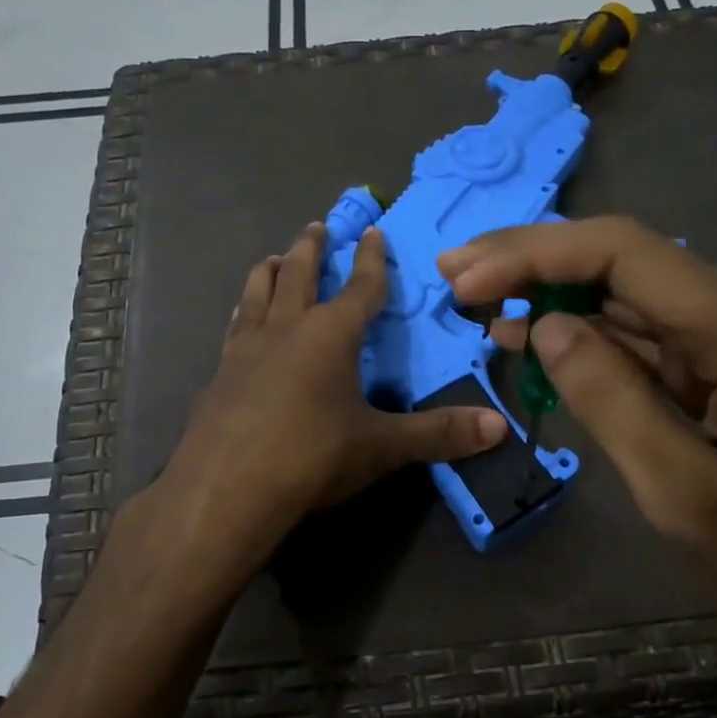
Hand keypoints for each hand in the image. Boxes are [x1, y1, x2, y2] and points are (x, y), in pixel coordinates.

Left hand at [162, 223, 506, 559]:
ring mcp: (244, 350)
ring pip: (257, 294)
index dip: (372, 260)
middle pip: (300, 275)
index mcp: (330, 335)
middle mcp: (285, 329)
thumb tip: (499, 428)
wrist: (225, 490)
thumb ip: (438, 434)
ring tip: (275, 259)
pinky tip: (239, 325)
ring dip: (270, 272)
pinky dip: (242, 316)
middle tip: (317, 226)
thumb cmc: (311, 457)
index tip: (373, 231)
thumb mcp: (381, 446)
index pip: (360, 288)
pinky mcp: (217, 377)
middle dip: (312, 248)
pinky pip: (233, 331)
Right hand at [439, 216, 716, 670]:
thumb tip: (544, 327)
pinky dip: (582, 333)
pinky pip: (641, 335)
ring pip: (624, 291)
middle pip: (619, 257)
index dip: (533, 256)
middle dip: (532, 259)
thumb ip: (608, 398)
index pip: (620, 252)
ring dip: (551, 291)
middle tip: (455, 274)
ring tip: (478, 305)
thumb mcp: (680, 489)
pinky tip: (533, 340)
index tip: (464, 282)